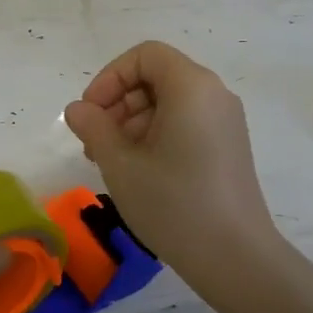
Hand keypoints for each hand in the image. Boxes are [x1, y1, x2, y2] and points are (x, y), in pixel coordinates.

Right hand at [63, 42, 278, 282]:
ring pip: (169, 103)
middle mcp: (214, 95)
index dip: (109, 78)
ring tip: (111, 163)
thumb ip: (93, 127)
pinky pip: (186, 124)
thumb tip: (78, 109)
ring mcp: (225, 122)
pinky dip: (156, 136)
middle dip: (118, 103)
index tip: (90, 114)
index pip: (145, 56)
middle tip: (94, 144)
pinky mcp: (228, 147)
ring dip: (132, 123)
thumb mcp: (121, 164)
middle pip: (157, 78)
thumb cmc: (173, 204)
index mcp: (192, 87)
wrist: (234, 256)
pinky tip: (138, 172)